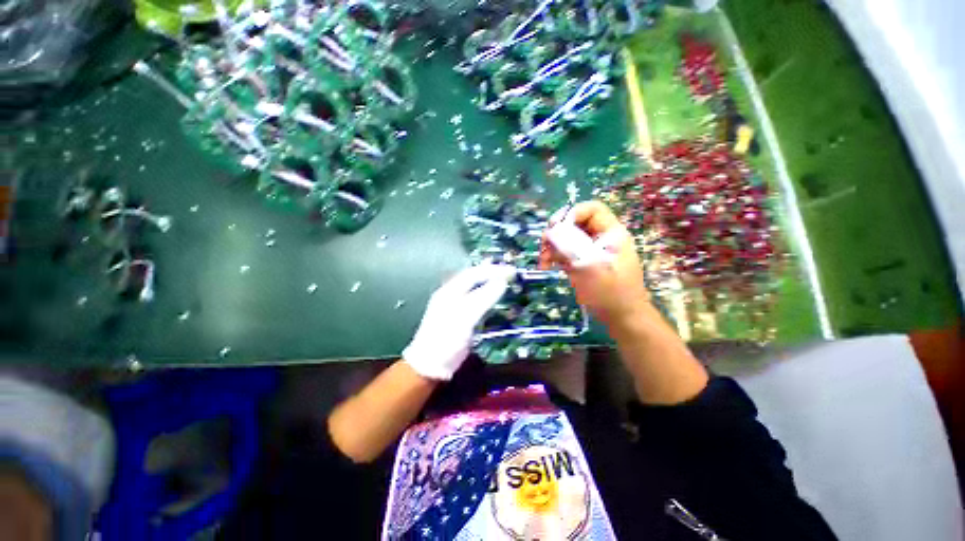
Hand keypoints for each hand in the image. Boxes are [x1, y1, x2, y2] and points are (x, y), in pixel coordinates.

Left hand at [403, 264, 515, 379]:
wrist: (431, 365)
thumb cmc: (446, 338)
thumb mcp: (466, 317)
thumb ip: (483, 297)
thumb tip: (502, 281)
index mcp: (450, 290)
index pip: (474, 273)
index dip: (493, 270)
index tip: (512, 271)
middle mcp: (452, 294)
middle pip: (474, 278)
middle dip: (492, 274)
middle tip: (511, 274)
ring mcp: (456, 306)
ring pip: (476, 289)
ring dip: (491, 283)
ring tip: (507, 280)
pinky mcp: (462, 318)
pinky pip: (477, 300)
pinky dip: (488, 296)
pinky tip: (496, 297)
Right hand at [540, 201, 650, 329]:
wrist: (622, 318)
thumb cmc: (610, 292)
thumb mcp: (589, 267)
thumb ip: (570, 246)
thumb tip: (551, 230)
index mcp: (611, 233)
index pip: (591, 209)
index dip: (571, 214)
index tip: (555, 229)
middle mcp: (601, 238)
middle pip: (575, 223)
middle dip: (556, 233)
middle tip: (544, 247)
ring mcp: (591, 250)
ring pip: (567, 238)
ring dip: (552, 246)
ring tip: (543, 262)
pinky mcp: (583, 261)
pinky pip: (566, 251)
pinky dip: (555, 256)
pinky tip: (547, 266)